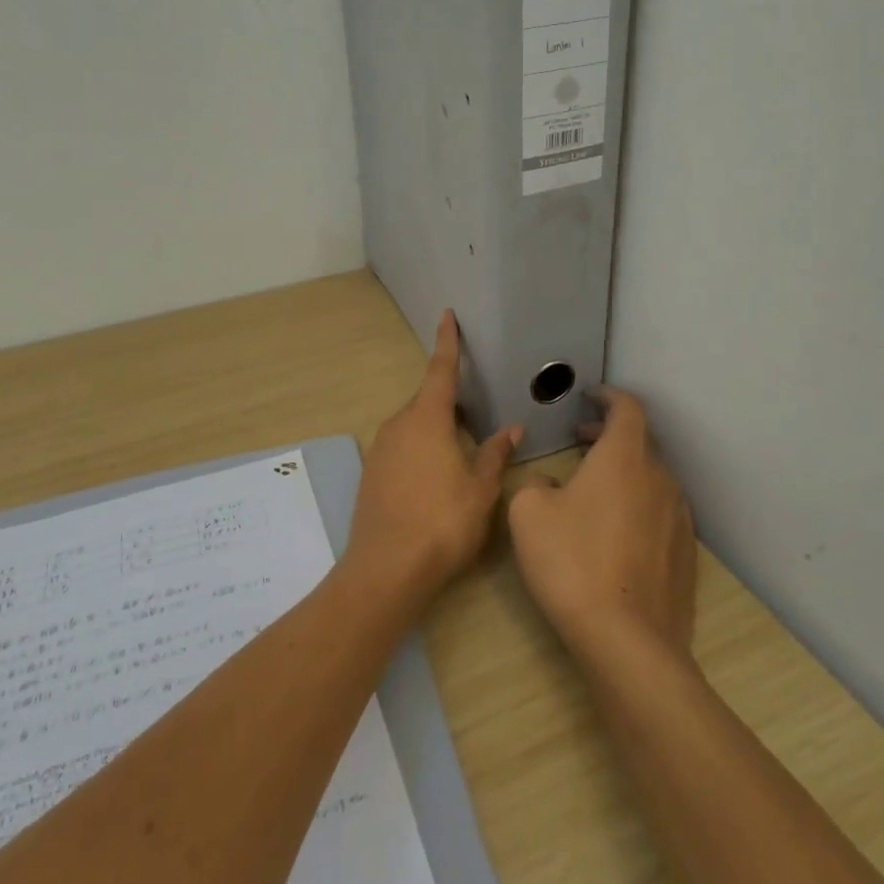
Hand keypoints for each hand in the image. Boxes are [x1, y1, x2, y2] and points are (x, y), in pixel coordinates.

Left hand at [348, 311, 521, 598]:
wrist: (386, 569)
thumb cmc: (442, 523)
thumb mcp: (480, 490)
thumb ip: (495, 454)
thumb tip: (511, 428)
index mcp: (427, 420)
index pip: (441, 370)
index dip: (447, 342)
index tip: (447, 315)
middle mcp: (399, 426)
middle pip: (427, 400)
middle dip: (450, 400)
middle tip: (476, 411)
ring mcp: (381, 449)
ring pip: (414, 425)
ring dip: (437, 428)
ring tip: (462, 449)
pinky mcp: (373, 473)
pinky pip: (402, 447)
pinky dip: (421, 449)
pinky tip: (436, 475)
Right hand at [509, 387, 696, 667]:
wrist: (627, 639)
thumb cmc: (572, 562)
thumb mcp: (529, 512)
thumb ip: (536, 482)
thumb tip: (552, 483)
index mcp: (624, 457)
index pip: (628, 407)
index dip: (610, 396)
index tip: (592, 397)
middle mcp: (660, 478)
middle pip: (641, 442)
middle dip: (611, 435)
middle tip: (582, 441)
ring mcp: (679, 517)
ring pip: (652, 479)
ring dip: (626, 473)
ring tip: (595, 490)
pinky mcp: (686, 553)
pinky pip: (661, 513)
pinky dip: (639, 506)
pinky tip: (616, 534)